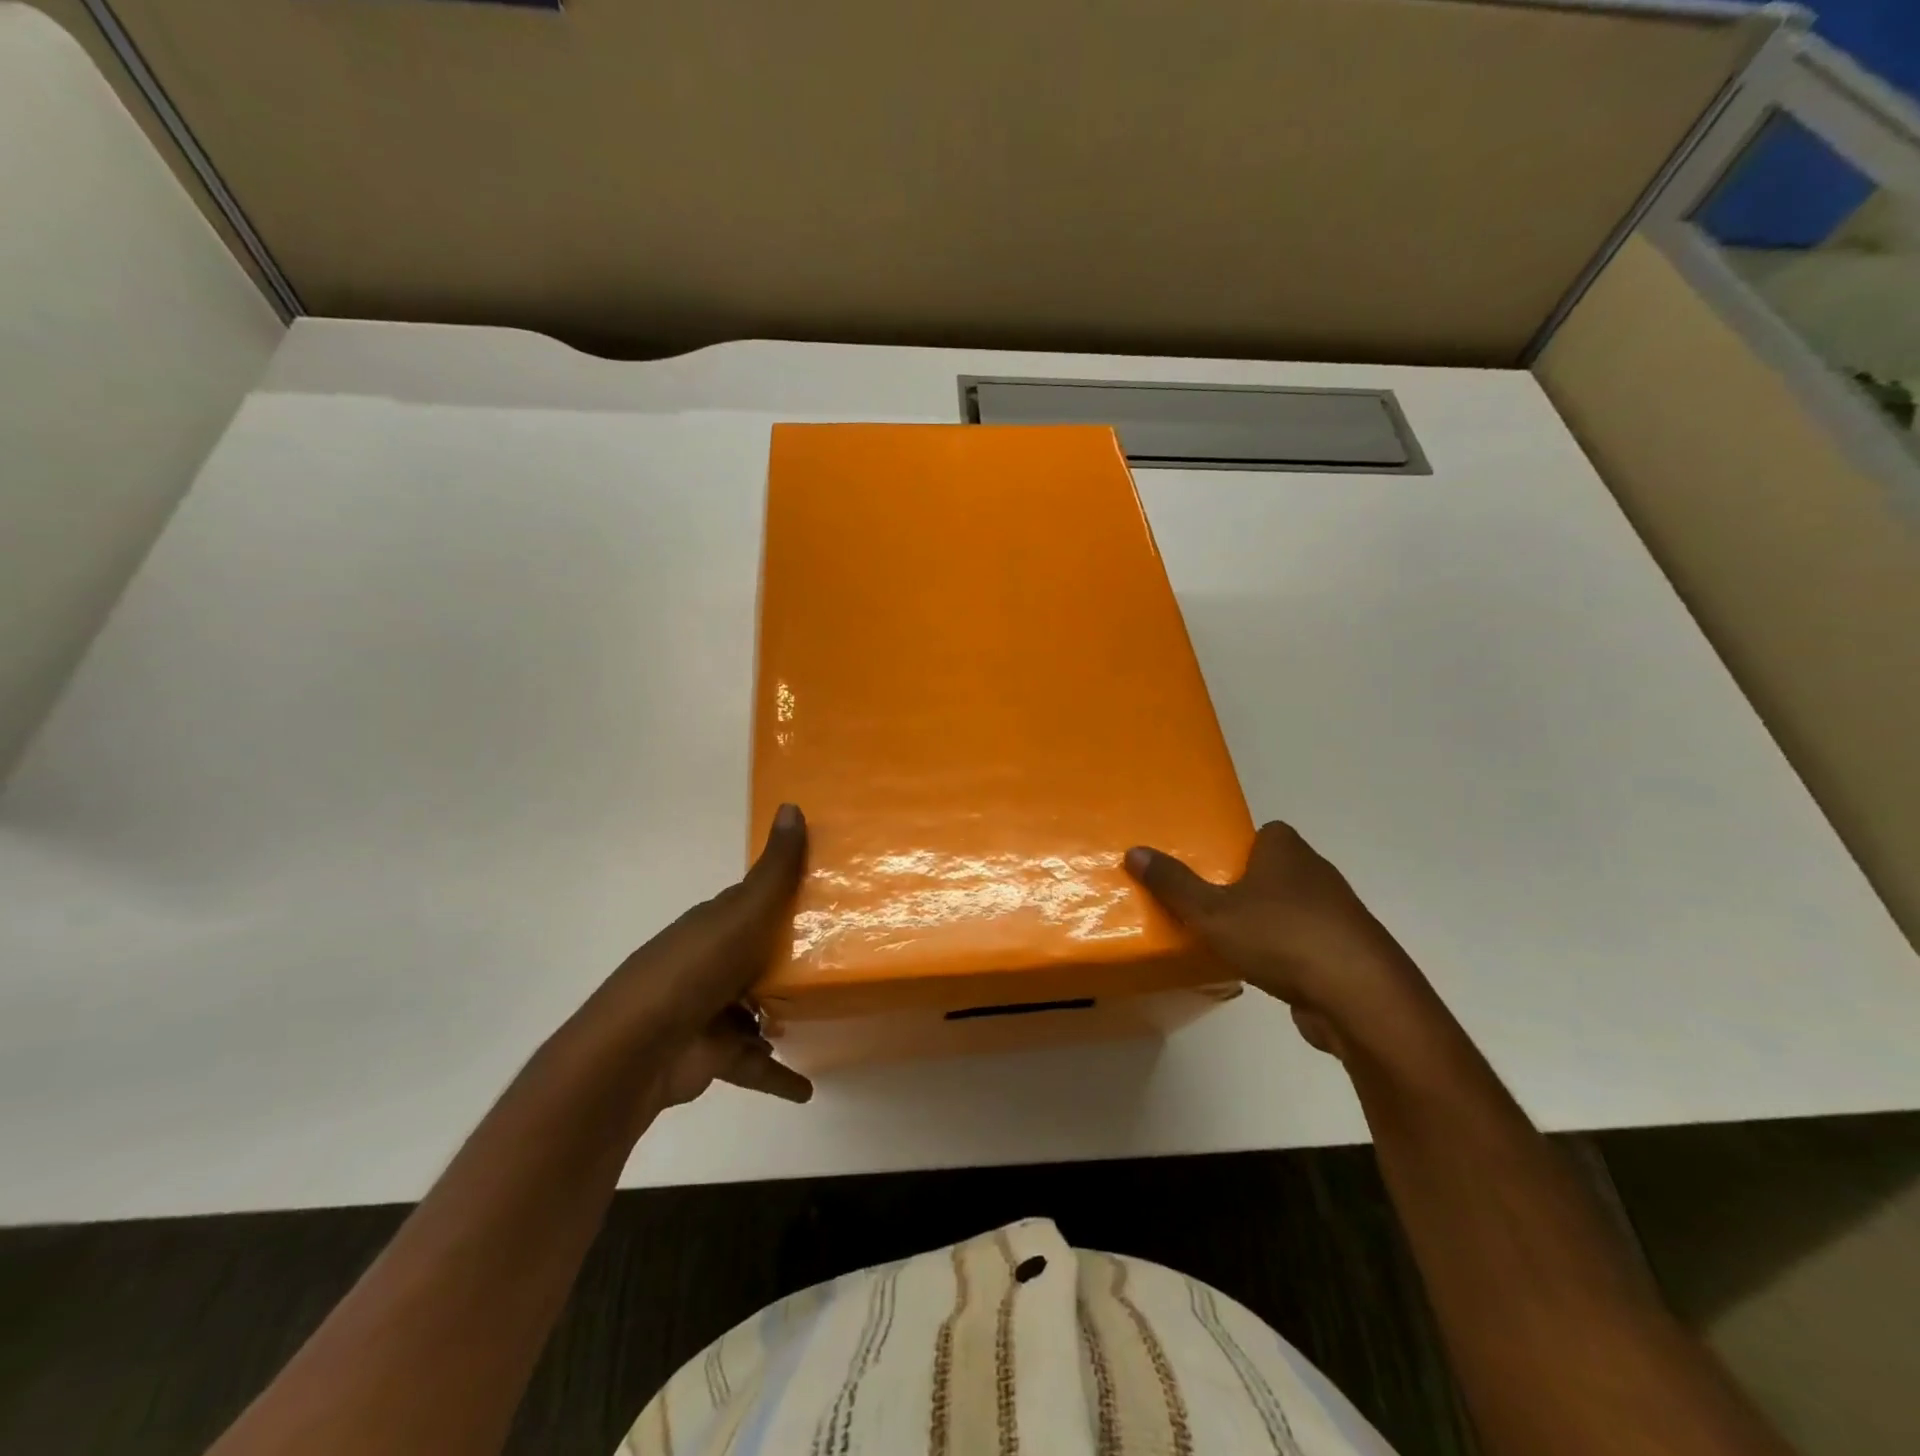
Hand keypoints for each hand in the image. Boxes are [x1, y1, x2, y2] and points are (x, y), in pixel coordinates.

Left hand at [575, 803, 812, 1109]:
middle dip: (789, 959)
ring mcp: (708, 1011)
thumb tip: (791, 804)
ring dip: (781, 1015)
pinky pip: (752, 1062)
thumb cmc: (695, 970)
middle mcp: (710, 963)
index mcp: (715, 925)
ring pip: (755, 1009)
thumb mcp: (743, 913)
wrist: (635, 1050)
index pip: (753, 904)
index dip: (785, 897)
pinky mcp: (711, 1054)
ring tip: (827, 1014)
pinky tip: (807, 1088)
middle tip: (840, 959)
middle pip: (757, 956)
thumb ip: (775, 870)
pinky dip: (777, 1075)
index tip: (828, 897)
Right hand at [1125, 821, 1431, 1055]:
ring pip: (1295, 908)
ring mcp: (1340, 915)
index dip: (1241, 847)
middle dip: (1250, 886)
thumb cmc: (1280, 937)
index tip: (1214, 870)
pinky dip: (1291, 954)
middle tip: (1212, 905)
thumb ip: (1174, 884)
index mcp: (1286, 851)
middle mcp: (1318, 873)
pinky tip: (1269, 974)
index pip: (1266, 832)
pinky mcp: (1349, 953)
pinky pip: (1310, 943)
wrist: (1360, 997)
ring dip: (1270, 922)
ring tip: (1234, 943)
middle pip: (1278, 870)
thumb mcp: (1212, 911)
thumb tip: (1134, 851)